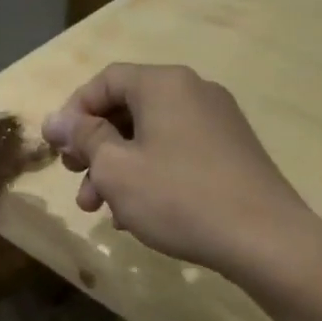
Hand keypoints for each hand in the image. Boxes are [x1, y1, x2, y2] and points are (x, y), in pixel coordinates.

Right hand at [42, 63, 316, 284]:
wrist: (267, 240)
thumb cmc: (179, 197)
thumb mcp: (117, 168)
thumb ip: (83, 137)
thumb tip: (54, 120)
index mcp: (164, 84)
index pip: (105, 80)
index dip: (74, 111)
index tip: (58, 148)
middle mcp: (194, 91)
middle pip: (128, 108)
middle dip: (94, 146)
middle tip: (76, 178)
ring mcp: (218, 121)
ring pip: (151, 135)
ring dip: (118, 168)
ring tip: (101, 209)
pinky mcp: (232, 151)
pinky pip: (177, 151)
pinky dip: (150, 174)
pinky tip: (137, 214)